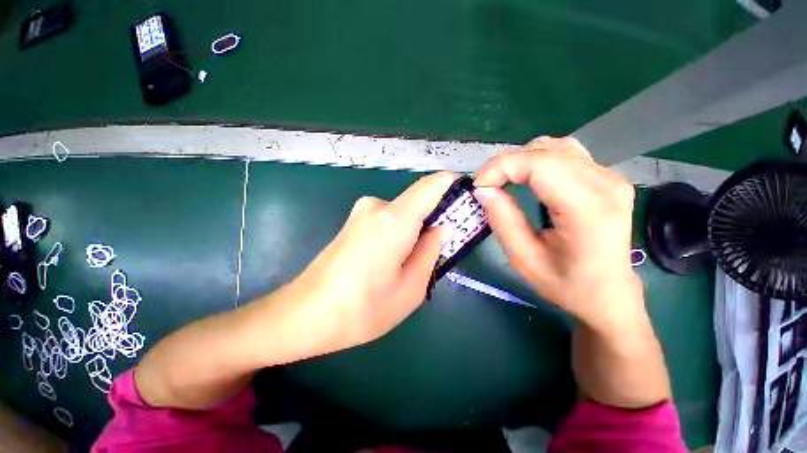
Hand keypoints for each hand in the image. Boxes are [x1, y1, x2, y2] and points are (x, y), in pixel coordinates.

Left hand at [279, 172, 456, 356]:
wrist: (303, 316)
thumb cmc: (361, 310)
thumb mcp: (411, 288)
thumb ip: (431, 251)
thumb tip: (442, 228)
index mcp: (394, 219)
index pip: (433, 184)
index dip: (454, 186)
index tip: (469, 201)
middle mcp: (377, 206)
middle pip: (419, 201)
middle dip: (436, 220)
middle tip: (441, 251)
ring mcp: (362, 212)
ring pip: (404, 214)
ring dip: (417, 232)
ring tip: (411, 266)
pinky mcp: (354, 222)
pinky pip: (388, 221)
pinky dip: (401, 234)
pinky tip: (392, 262)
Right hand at [473, 137, 643, 333]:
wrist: (608, 293)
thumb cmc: (566, 284)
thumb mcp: (524, 259)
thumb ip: (502, 220)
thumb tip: (482, 190)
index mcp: (588, 209)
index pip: (540, 165)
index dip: (501, 167)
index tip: (478, 185)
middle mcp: (606, 184)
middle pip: (545, 151)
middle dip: (505, 164)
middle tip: (485, 185)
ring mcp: (610, 176)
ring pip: (554, 146)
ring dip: (520, 160)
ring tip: (503, 181)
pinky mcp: (606, 176)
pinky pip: (565, 153)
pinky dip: (537, 159)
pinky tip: (527, 176)